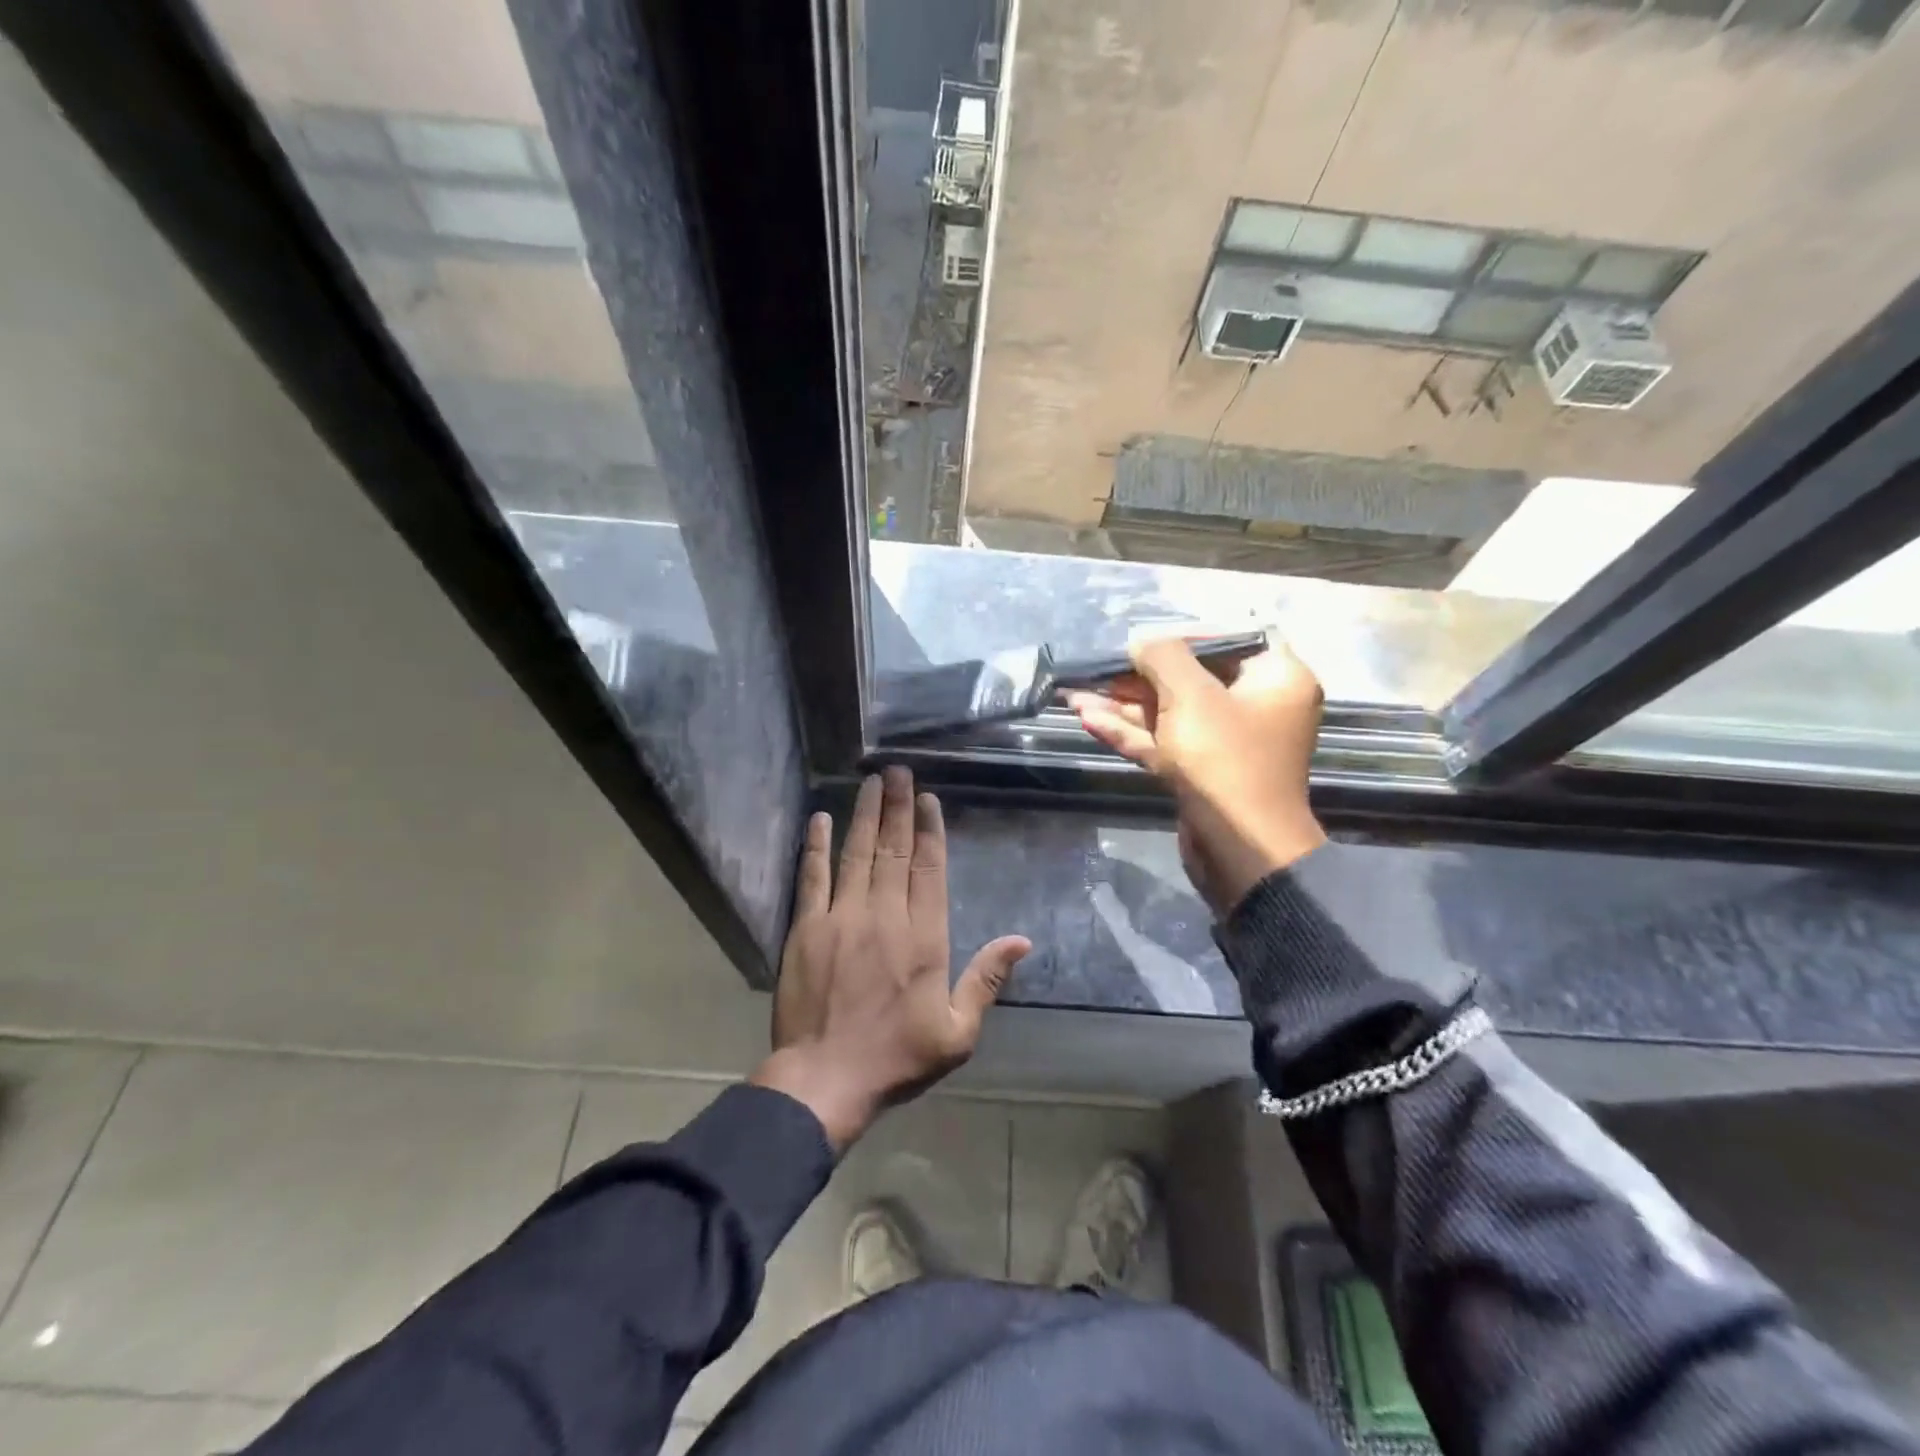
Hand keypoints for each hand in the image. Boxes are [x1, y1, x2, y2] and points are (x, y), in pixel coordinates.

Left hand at [750, 768, 1030, 1151]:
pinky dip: (815, 846)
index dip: (930, 830)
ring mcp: (842, 917)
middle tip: (898, 771)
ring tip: (871, 781)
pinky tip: (819, 818)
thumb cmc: (897, 1057)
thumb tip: (1021, 941)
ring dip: (865, 815)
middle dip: (899, 807)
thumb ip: (986, 980)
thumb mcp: (957, 1032)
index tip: (928, 799)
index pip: (929, 868)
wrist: (824, 1080)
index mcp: (924, 937)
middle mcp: (885, 915)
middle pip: (895, 850)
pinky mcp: (806, 928)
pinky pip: (813, 877)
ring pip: (857, 853)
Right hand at [1068, 636, 1326, 916]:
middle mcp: (1255, 707)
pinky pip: (1164, 742)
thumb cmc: (1225, 759)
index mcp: (1275, 679)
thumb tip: (1142, 643)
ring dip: (1123, 705)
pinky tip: (1089, 720)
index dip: (1182, 637)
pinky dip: (1130, 732)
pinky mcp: (1201, 772)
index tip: (1143, 640)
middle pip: (1190, 678)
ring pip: (1169, 713)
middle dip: (1136, 676)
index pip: (1228, 640)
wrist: (1239, 850)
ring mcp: (1226, 743)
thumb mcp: (1191, 695)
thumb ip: (1162, 657)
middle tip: (1094, 670)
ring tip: (1074, 696)